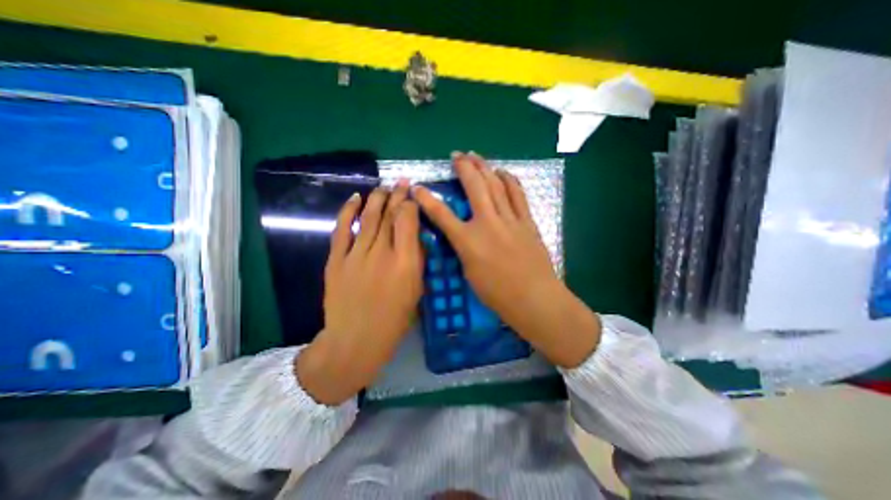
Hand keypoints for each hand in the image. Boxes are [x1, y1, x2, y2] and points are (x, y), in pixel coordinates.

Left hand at [297, 182, 421, 404]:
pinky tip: (355, 198)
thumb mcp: (416, 292)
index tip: (413, 196)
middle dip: (397, 195)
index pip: (407, 221)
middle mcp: (381, 253)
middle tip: (401, 182)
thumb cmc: (394, 320)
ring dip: (377, 199)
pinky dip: (348, 211)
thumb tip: (415, 237)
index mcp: (405, 263)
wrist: (355, 340)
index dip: (410, 205)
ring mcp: (356, 255)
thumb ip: (417, 261)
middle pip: (389, 215)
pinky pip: (342, 229)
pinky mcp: (336, 260)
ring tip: (384, 186)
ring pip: (368, 218)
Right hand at [413, 153, 601, 365]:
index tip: (417, 187)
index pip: (441, 214)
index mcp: (468, 241)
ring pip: (495, 184)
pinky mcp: (526, 221)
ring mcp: (509, 219)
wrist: (534, 298)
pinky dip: (509, 180)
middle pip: (474, 186)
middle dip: (463, 167)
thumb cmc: (497, 294)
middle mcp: (487, 223)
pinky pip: (517, 194)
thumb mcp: (469, 273)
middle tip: (456, 155)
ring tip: (476, 156)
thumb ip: (463, 249)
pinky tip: (503, 172)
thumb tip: (462, 235)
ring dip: (484, 167)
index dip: (426, 199)